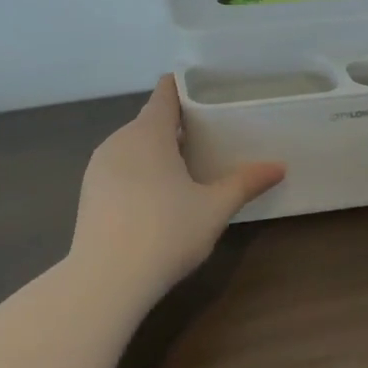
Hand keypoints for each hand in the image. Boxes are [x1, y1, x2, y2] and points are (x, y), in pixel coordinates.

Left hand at [70, 76, 285, 299]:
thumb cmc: (165, 233)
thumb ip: (245, 183)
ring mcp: (98, 167)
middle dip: (176, 125)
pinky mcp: (88, 193)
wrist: (105, 281)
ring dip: (156, 151)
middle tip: (208, 136)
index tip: (205, 89)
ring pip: (132, 146)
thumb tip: (279, 167)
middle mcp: (118, 140)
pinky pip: (119, 169)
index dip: (183, 86)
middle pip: (149, 121)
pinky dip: (138, 172)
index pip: (165, 93)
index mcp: (148, 133)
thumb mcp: (214, 208)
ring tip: (185, 167)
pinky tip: (155, 198)